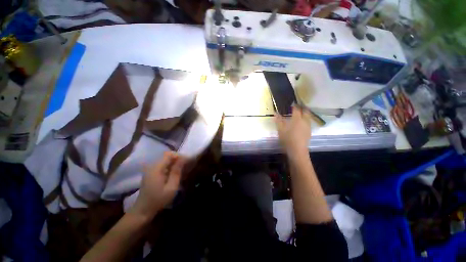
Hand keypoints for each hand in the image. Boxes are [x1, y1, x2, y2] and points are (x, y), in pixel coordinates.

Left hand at [131, 152, 186, 218]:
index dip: (179, 156)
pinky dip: (170, 166)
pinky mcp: (151, 172)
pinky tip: (174, 174)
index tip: (187, 162)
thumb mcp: (171, 187)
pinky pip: (162, 165)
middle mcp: (152, 166)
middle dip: (178, 159)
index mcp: (156, 168)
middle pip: (167, 156)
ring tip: (181, 170)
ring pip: (165, 160)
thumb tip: (183, 159)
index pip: (169, 154)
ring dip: (174, 163)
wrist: (143, 210)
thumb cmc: (158, 200)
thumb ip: (177, 172)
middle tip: (185, 166)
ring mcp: (150, 169)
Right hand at [275, 106, 310, 155]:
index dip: (294, 105)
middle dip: (302, 108)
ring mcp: (308, 126)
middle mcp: (304, 120)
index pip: (296, 109)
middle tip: (297, 107)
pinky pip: (308, 122)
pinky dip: (305, 119)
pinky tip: (301, 123)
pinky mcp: (309, 131)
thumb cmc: (287, 139)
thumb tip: (275, 113)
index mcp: (297, 119)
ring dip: (304, 113)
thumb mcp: (280, 129)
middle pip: (305, 111)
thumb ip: (278, 120)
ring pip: (308, 116)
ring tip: (300, 114)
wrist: (297, 150)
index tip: (291, 103)